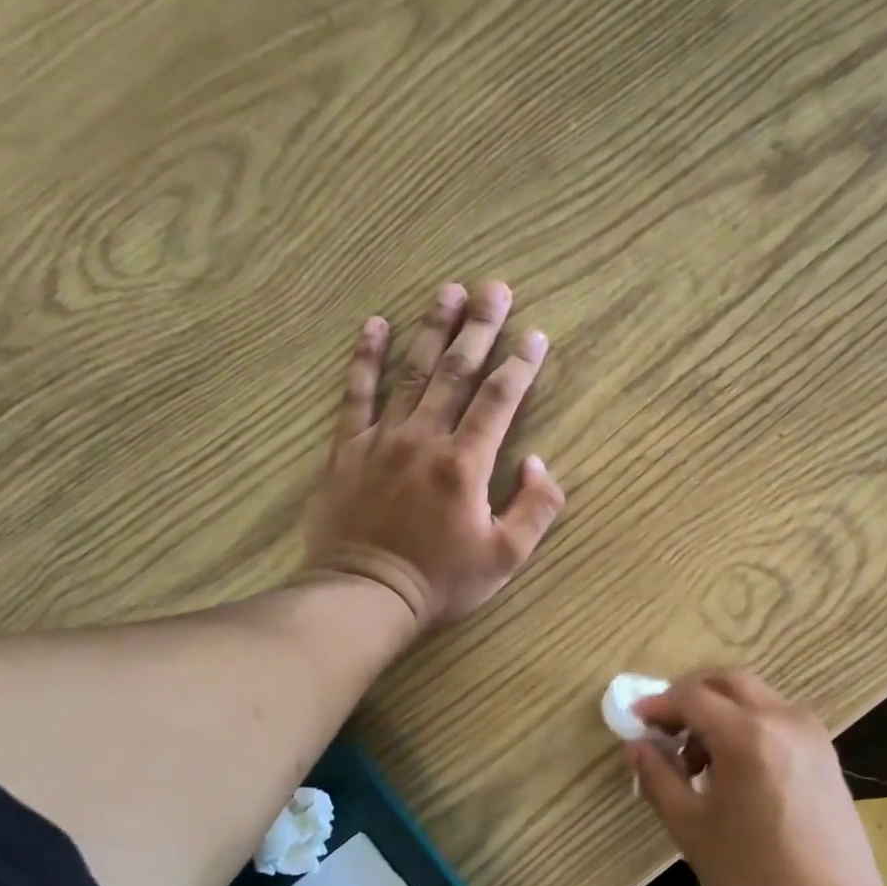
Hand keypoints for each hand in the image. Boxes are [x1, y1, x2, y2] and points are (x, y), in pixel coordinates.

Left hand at [303, 280, 565, 630]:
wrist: (364, 597)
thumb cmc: (441, 582)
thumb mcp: (506, 557)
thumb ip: (534, 508)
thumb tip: (539, 463)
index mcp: (465, 464)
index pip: (500, 400)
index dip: (521, 365)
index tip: (536, 335)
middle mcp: (425, 439)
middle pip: (456, 372)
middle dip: (480, 327)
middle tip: (495, 288)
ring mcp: (382, 439)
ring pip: (411, 372)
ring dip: (432, 329)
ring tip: (448, 291)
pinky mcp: (347, 449)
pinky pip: (356, 395)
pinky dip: (364, 358)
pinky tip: (374, 325)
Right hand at [627, 670, 886, 885]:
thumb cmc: (754, 878)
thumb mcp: (692, 828)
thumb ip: (658, 776)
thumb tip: (635, 744)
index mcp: (747, 734)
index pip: (692, 696)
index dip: (658, 704)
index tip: (635, 721)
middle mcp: (783, 718)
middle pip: (727, 682)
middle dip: (690, 696)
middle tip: (664, 729)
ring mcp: (810, 732)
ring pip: (754, 697)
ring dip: (719, 710)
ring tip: (697, 759)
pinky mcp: (824, 752)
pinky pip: (776, 718)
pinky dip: (747, 724)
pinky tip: (733, 768)